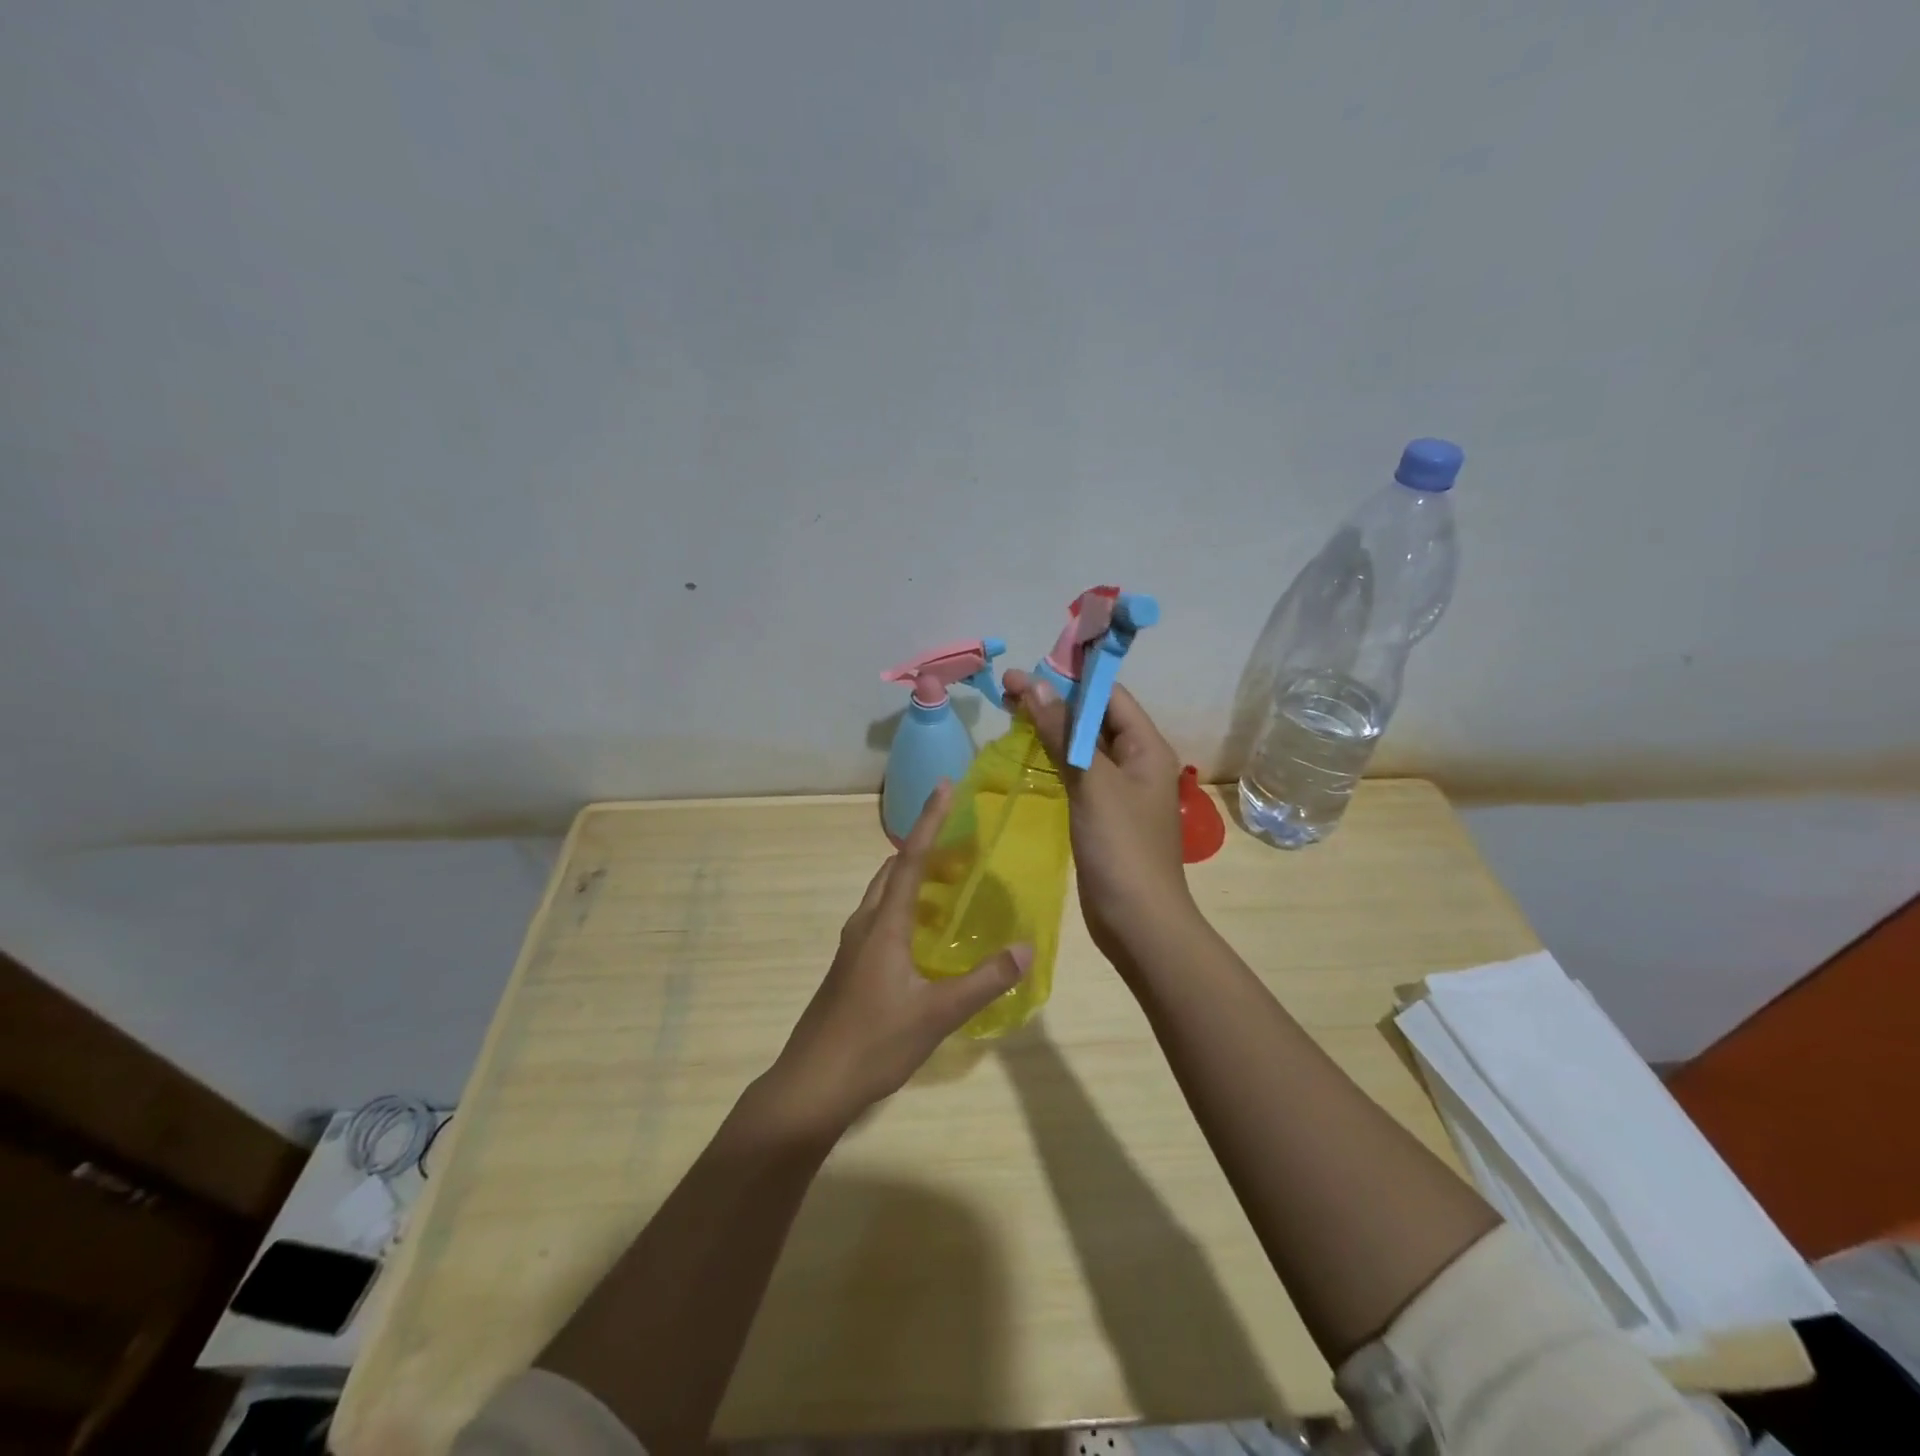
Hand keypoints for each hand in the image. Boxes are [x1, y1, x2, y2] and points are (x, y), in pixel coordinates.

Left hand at [768, 783, 1032, 1130]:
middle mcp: (865, 925)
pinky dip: (907, 911)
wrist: (811, 1086)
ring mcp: (853, 948)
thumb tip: (1026, 948)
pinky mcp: (850, 969)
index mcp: (883, 924)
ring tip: (952, 889)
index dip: (930, 821)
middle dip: (926, 851)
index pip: (909, 859)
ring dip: (914, 882)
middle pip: (893, 871)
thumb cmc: (873, 1043)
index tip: (946, 787)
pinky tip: (928, 940)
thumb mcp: (936, 1014)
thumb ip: (983, 981)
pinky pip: (881, 921)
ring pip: (885, 897)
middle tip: (964, 850)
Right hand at [1001, 669, 1195, 960]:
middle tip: (1008, 690)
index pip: (1109, 695)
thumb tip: (1035, 686)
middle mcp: (1138, 762)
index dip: (1069, 679)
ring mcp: (1121, 790)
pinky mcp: (1104, 814)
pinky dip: (1056, 758)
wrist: (1138, 923)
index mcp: (1147, 747)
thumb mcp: (1092, 784)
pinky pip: (1080, 773)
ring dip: (1053, 728)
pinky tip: (1032, 754)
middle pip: (1096, 717)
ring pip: (1085, 746)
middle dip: (1055, 701)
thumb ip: (1064, 734)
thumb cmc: (1122, 849)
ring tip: (1012, 713)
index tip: (1024, 673)